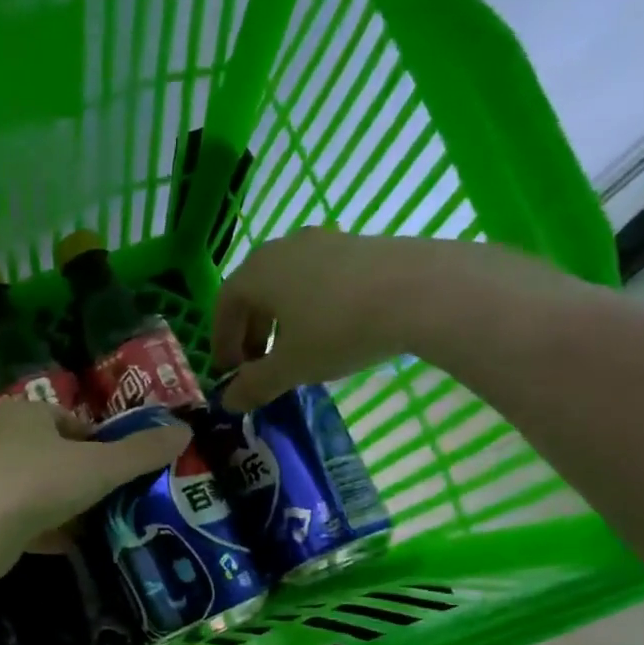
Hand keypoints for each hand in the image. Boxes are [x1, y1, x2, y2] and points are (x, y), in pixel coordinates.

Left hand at [0, 399, 189, 567]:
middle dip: (83, 477)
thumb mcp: (101, 466)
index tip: (122, 469)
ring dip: (64, 506)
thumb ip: (142, 452)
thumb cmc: (39, 481)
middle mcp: (2, 439)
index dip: (101, 443)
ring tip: (96, 525)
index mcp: (29, 414)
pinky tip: (67, 547)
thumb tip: (186, 432)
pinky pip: (21, 520)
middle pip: (54, 456)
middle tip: (113, 499)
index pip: (72, 422)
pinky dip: (44, 531)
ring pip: (36, 490)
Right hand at [212, 228, 582, 411]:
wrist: (420, 291)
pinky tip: (329, 331)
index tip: (230, 371)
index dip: (222, 340)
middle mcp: (283, 249)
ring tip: (294, 350)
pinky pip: (317, 277)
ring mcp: (323, 241)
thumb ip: (255, 385)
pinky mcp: (357, 245)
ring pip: (287, 283)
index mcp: (257, 273)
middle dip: (250, 331)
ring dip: (280, 318)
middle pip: (254, 291)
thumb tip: (228, 403)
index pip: (224, 304)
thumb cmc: (338, 329)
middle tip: (258, 365)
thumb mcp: (291, 366)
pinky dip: (309, 305)